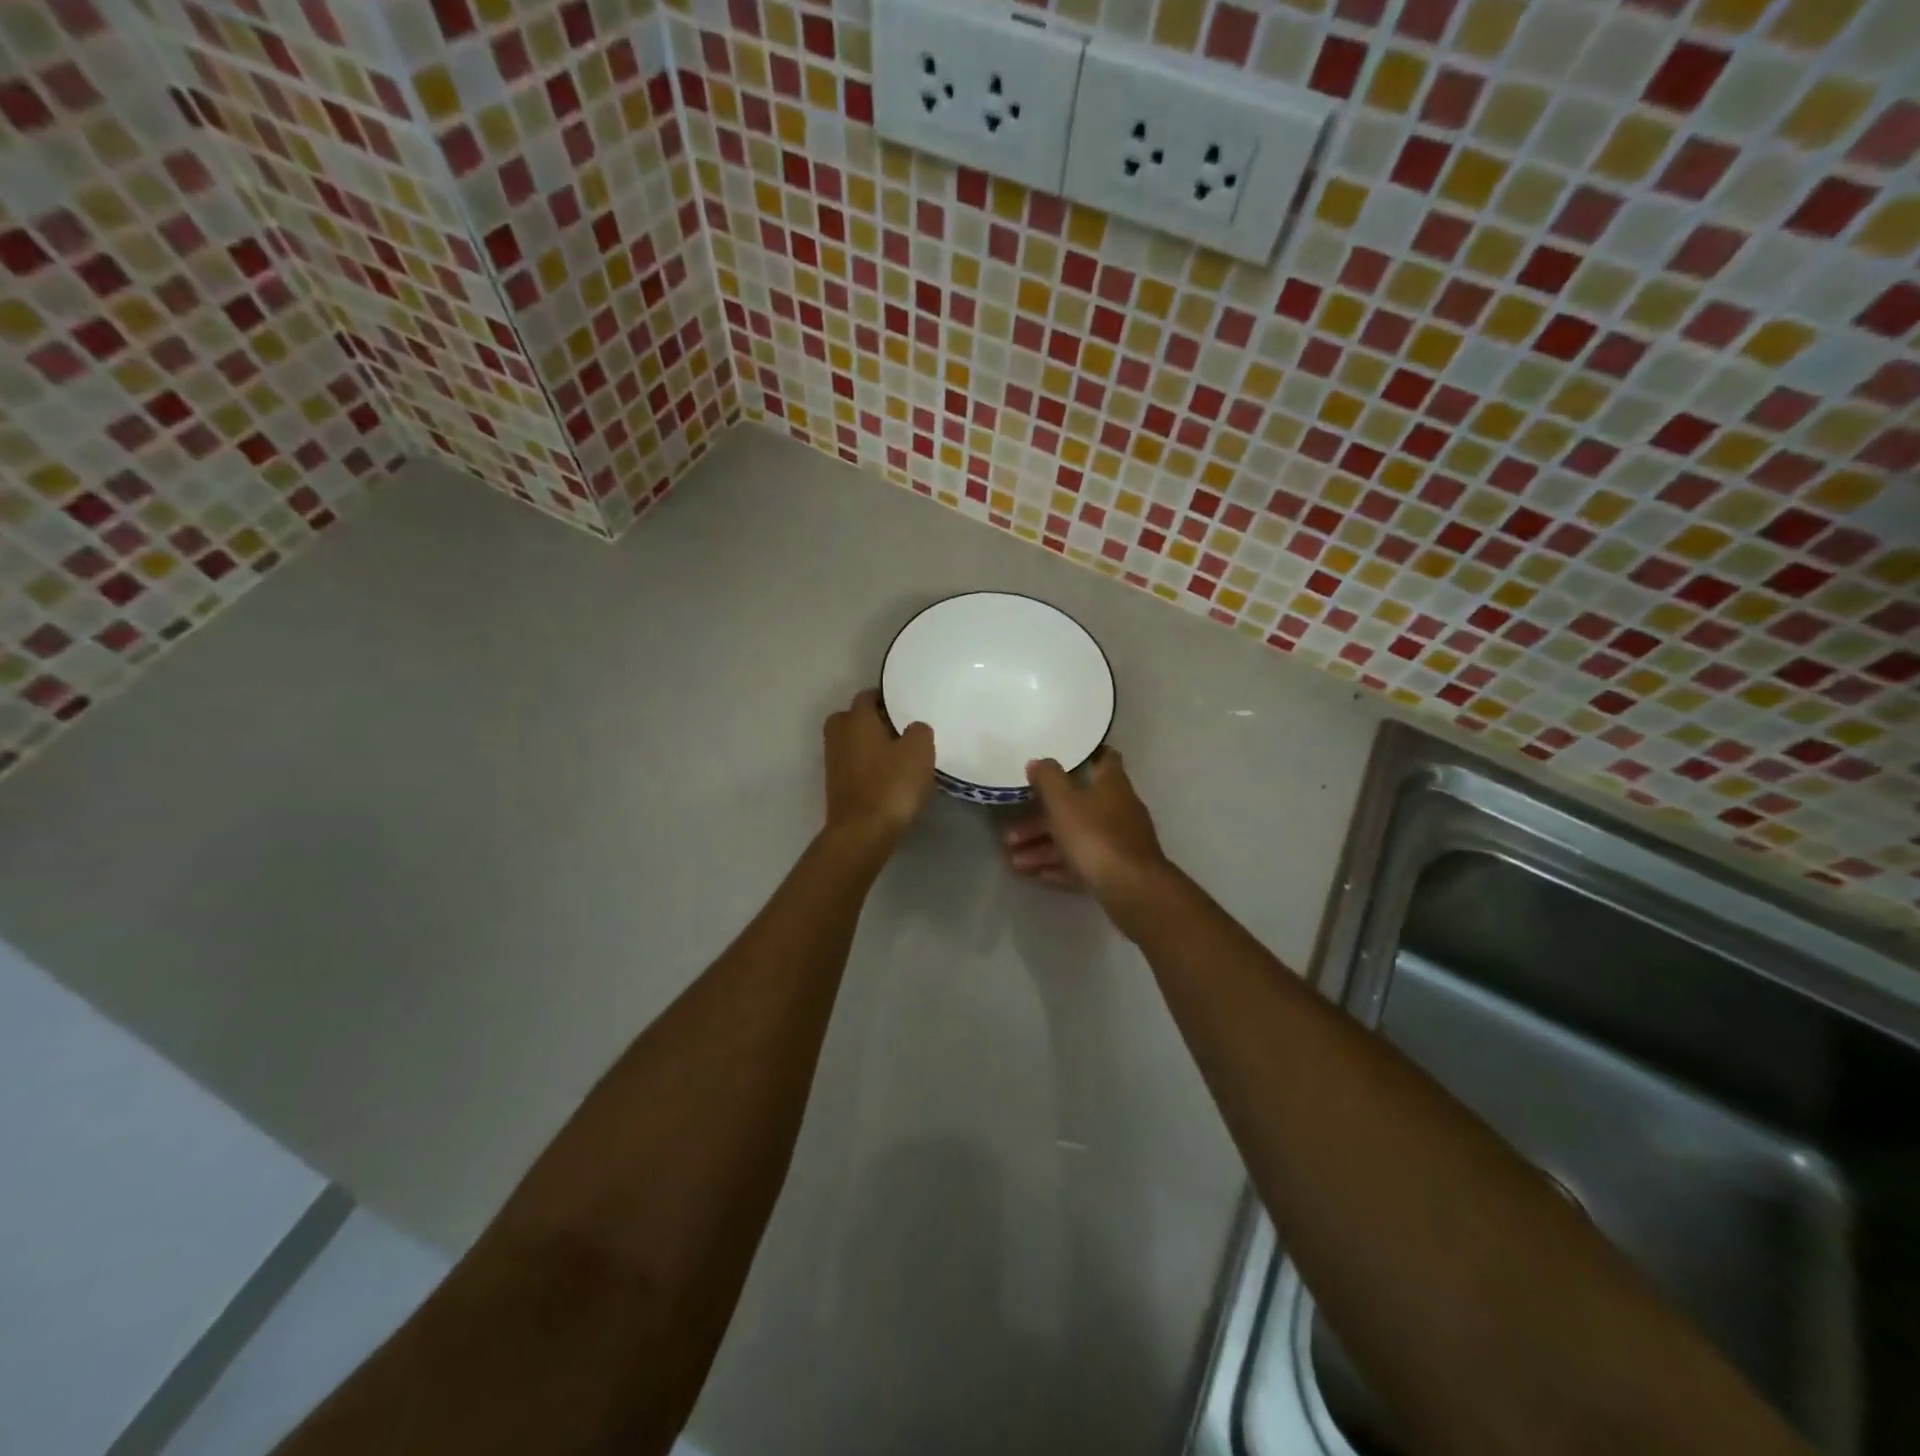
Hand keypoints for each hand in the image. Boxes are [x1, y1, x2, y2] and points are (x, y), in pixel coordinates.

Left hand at [823, 689, 934, 853]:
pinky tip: (888, 779)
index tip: (905, 706)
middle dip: (871, 721)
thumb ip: (919, 731)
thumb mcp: (919, 750)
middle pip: (852, 718)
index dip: (886, 698)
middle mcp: (839, 736)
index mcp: (856, 719)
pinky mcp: (836, 788)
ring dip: (869, 746)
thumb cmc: (892, 784)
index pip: (867, 696)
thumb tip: (913, 729)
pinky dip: (867, 768)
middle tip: (898, 730)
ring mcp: (833, 763)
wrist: (863, 832)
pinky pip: (853, 767)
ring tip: (897, 757)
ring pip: (851, 744)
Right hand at [1002, 749, 1171, 918]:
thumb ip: (1048, 779)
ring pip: (1076, 839)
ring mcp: (1120, 842)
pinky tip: (1038, 875)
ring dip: (1044, 848)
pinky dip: (1061, 867)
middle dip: (1041, 820)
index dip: (1085, 755)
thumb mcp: (1063, 802)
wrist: (1132, 889)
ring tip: (1014, 862)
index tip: (1061, 758)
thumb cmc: (1095, 836)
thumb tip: (1038, 761)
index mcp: (1111, 785)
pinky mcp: (1118, 870)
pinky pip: (1084, 863)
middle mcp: (1119, 809)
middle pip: (1076, 808)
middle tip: (1011, 834)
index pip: (1104, 758)